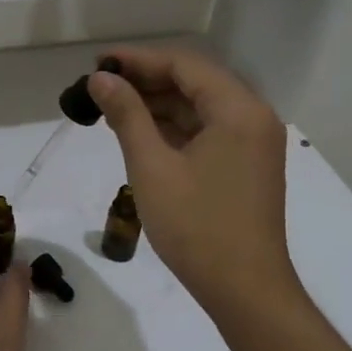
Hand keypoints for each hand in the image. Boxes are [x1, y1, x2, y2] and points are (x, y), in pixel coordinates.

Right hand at [89, 48, 300, 324]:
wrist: (244, 290)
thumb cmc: (196, 227)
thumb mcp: (152, 167)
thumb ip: (127, 115)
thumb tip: (101, 78)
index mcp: (238, 110)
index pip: (184, 65)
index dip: (138, 60)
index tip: (98, 63)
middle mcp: (253, 117)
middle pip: (194, 82)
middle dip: (146, 80)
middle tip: (100, 86)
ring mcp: (253, 142)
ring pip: (200, 107)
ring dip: (158, 104)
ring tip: (111, 108)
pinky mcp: (246, 164)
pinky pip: (208, 131)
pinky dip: (174, 128)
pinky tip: (140, 132)